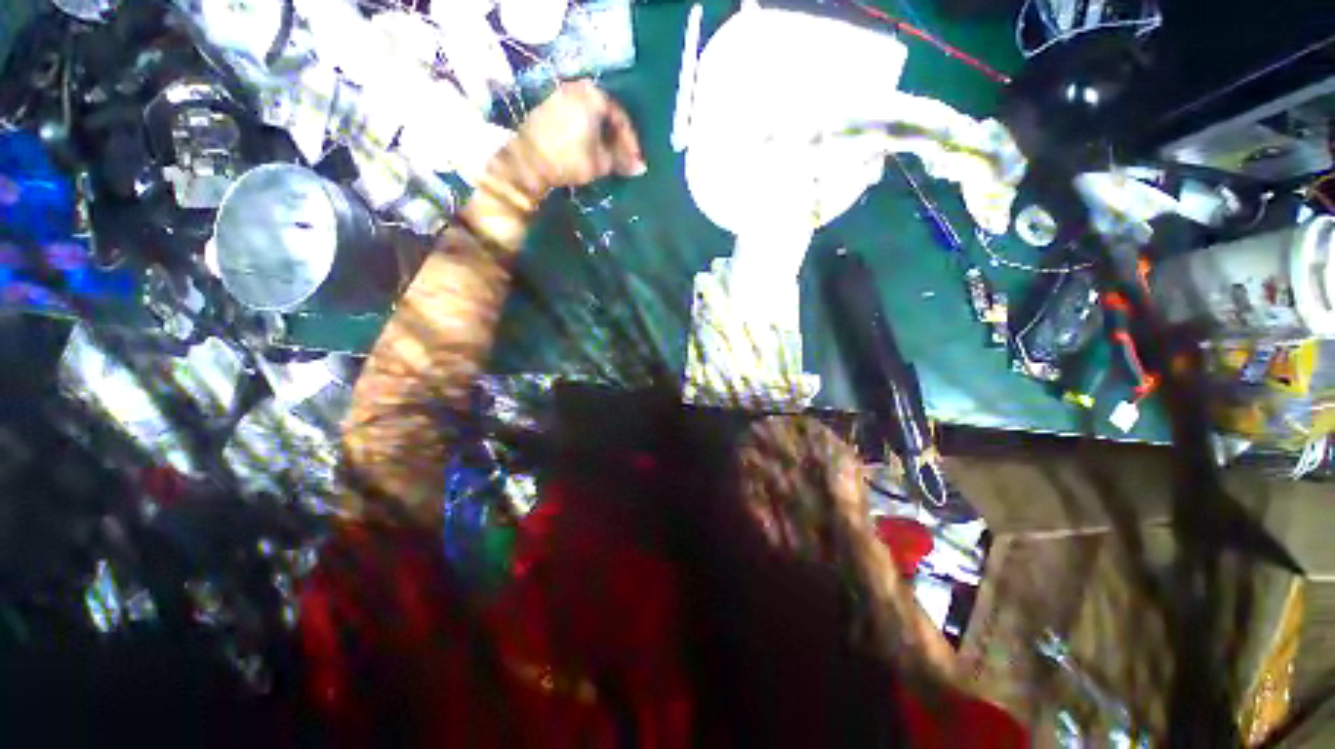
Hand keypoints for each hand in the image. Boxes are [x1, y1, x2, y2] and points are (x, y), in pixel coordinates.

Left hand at [514, 79, 646, 190]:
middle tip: (620, 155)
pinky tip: (583, 145)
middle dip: (612, 135)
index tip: (634, 161)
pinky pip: (570, 115)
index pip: (621, 118)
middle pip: (603, 113)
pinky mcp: (543, 107)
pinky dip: (579, 128)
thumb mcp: (601, 163)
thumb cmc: (567, 159)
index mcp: (596, 95)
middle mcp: (577, 89)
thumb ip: (622, 160)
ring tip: (602, 152)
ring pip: (586, 114)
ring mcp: (558, 96)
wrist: (523, 164)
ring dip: (596, 132)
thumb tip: (639, 167)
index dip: (629, 142)